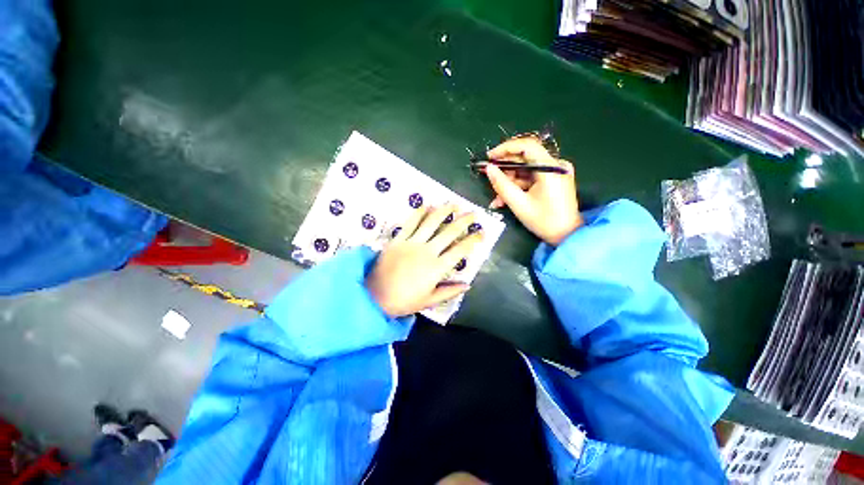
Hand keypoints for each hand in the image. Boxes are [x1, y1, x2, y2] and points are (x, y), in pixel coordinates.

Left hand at [366, 204, 482, 317]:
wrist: (374, 296)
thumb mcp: (429, 300)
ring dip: (444, 211)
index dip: (473, 240)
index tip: (481, 232)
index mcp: (436, 268)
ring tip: (454, 204)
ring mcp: (412, 243)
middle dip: (464, 221)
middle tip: (473, 213)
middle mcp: (427, 251)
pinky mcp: (398, 239)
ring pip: (431, 222)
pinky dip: (419, 212)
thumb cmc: (403, 301)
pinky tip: (427, 205)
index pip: (460, 250)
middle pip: (449, 232)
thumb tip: (468, 285)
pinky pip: (410, 223)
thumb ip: (449, 291)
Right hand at [484, 137, 581, 245]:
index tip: (490, 157)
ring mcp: (556, 172)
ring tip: (497, 199)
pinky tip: (506, 199)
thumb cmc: (543, 221)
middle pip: (525, 159)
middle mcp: (556, 165)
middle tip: (489, 177)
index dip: (506, 148)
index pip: (527, 146)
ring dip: (509, 183)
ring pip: (526, 170)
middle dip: (505, 170)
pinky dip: (518, 187)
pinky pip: (531, 178)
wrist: (566, 236)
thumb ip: (502, 184)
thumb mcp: (519, 204)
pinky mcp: (554, 180)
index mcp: (551, 168)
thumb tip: (489, 168)